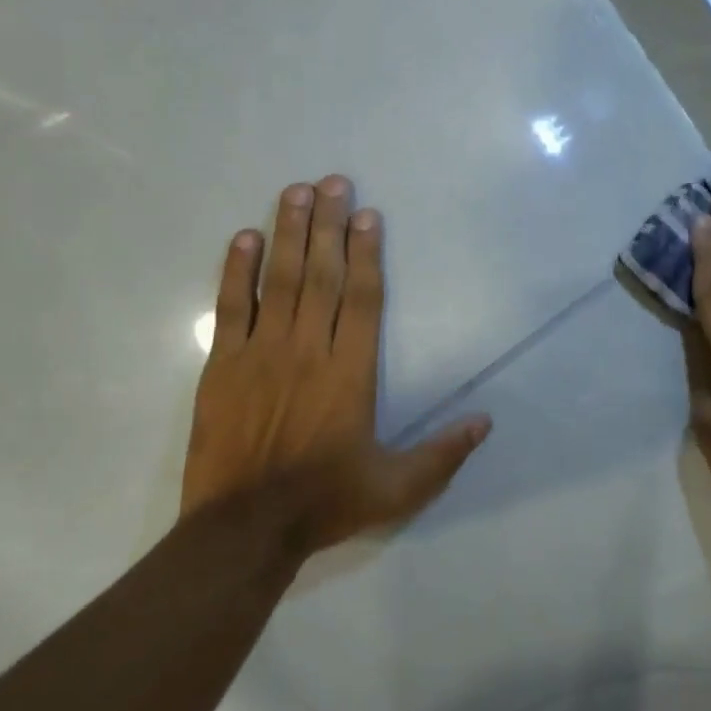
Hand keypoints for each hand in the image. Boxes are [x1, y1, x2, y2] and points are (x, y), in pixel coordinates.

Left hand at [181, 176, 490, 554]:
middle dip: (328, 224)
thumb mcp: (398, 488)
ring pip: (278, 281)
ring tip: (294, 192)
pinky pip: (230, 308)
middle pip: (321, 275)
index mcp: (350, 374)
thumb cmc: (325, 503)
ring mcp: (260, 354)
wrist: (243, 529)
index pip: (363, 299)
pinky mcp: (222, 366)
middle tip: (332, 181)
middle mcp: (308, 351)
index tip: (368, 214)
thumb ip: (444, 454)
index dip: (368, 253)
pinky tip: (244, 238)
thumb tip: (487, 421)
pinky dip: (236, 271)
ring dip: (287, 233)